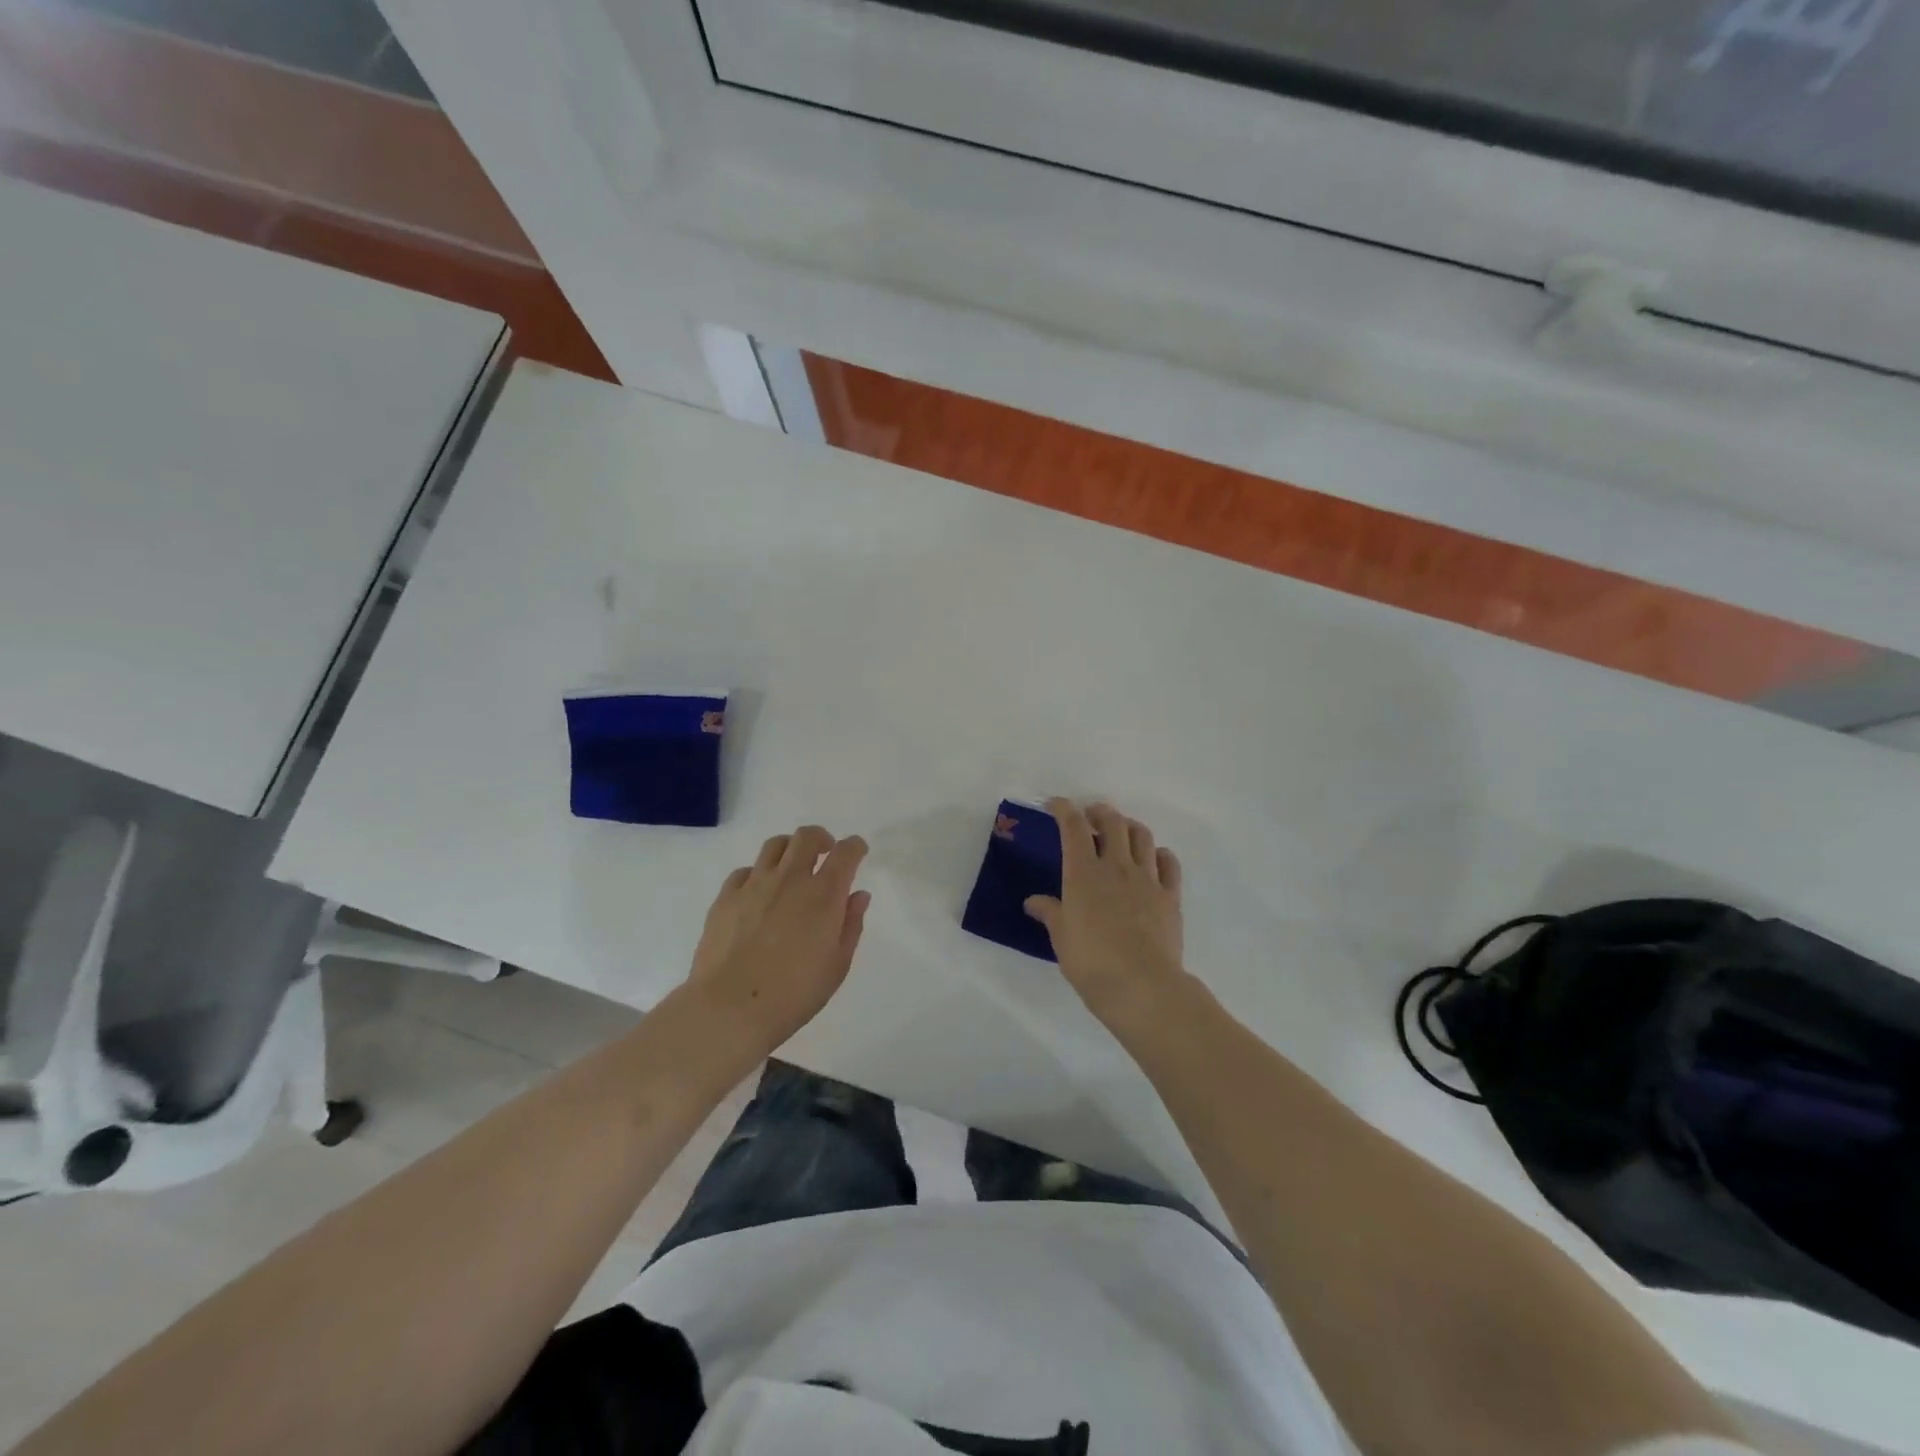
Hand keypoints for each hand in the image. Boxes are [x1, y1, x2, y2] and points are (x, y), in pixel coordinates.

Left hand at [687, 826, 870, 1047]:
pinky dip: (757, 875)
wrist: (730, 1008)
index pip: (845, 853)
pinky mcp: (725, 897)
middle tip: (825, 854)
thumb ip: (851, 925)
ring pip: (774, 846)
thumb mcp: (837, 965)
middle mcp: (790, 879)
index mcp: (824, 894)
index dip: (855, 846)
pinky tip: (758, 895)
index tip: (858, 851)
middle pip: (807, 836)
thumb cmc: (794, 993)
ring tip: (791, 868)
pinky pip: (744, 871)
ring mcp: (754, 885)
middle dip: (821, 838)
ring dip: (789, 850)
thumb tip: (858, 895)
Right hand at [1025, 799, 1186, 1027]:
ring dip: (1129, 826)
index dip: (1064, 809)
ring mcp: (1147, 879)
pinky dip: (1159, 853)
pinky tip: (1153, 859)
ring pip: (1142, 835)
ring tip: (1121, 833)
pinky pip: (1168, 862)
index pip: (1073, 827)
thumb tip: (1033, 902)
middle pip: (1112, 821)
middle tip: (1091, 816)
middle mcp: (1116, 867)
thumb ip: (1050, 913)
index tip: (1055, 804)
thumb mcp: (1061, 938)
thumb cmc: (1092, 963)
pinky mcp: (1170, 895)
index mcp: (1083, 874)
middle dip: (1099, 811)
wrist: (1142, 986)